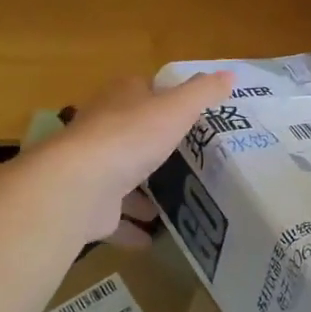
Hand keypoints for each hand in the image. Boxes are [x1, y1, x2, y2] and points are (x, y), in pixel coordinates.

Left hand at [31, 72, 233, 247]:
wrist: (80, 186)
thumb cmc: (131, 137)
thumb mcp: (177, 108)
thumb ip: (203, 93)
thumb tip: (230, 74)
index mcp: (120, 99)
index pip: (141, 88)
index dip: (162, 96)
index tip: (187, 111)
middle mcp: (101, 129)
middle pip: (130, 132)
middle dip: (153, 145)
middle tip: (188, 157)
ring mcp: (92, 168)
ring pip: (121, 176)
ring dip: (141, 189)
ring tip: (173, 199)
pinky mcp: (89, 205)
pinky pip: (115, 217)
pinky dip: (131, 227)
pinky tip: (151, 237)